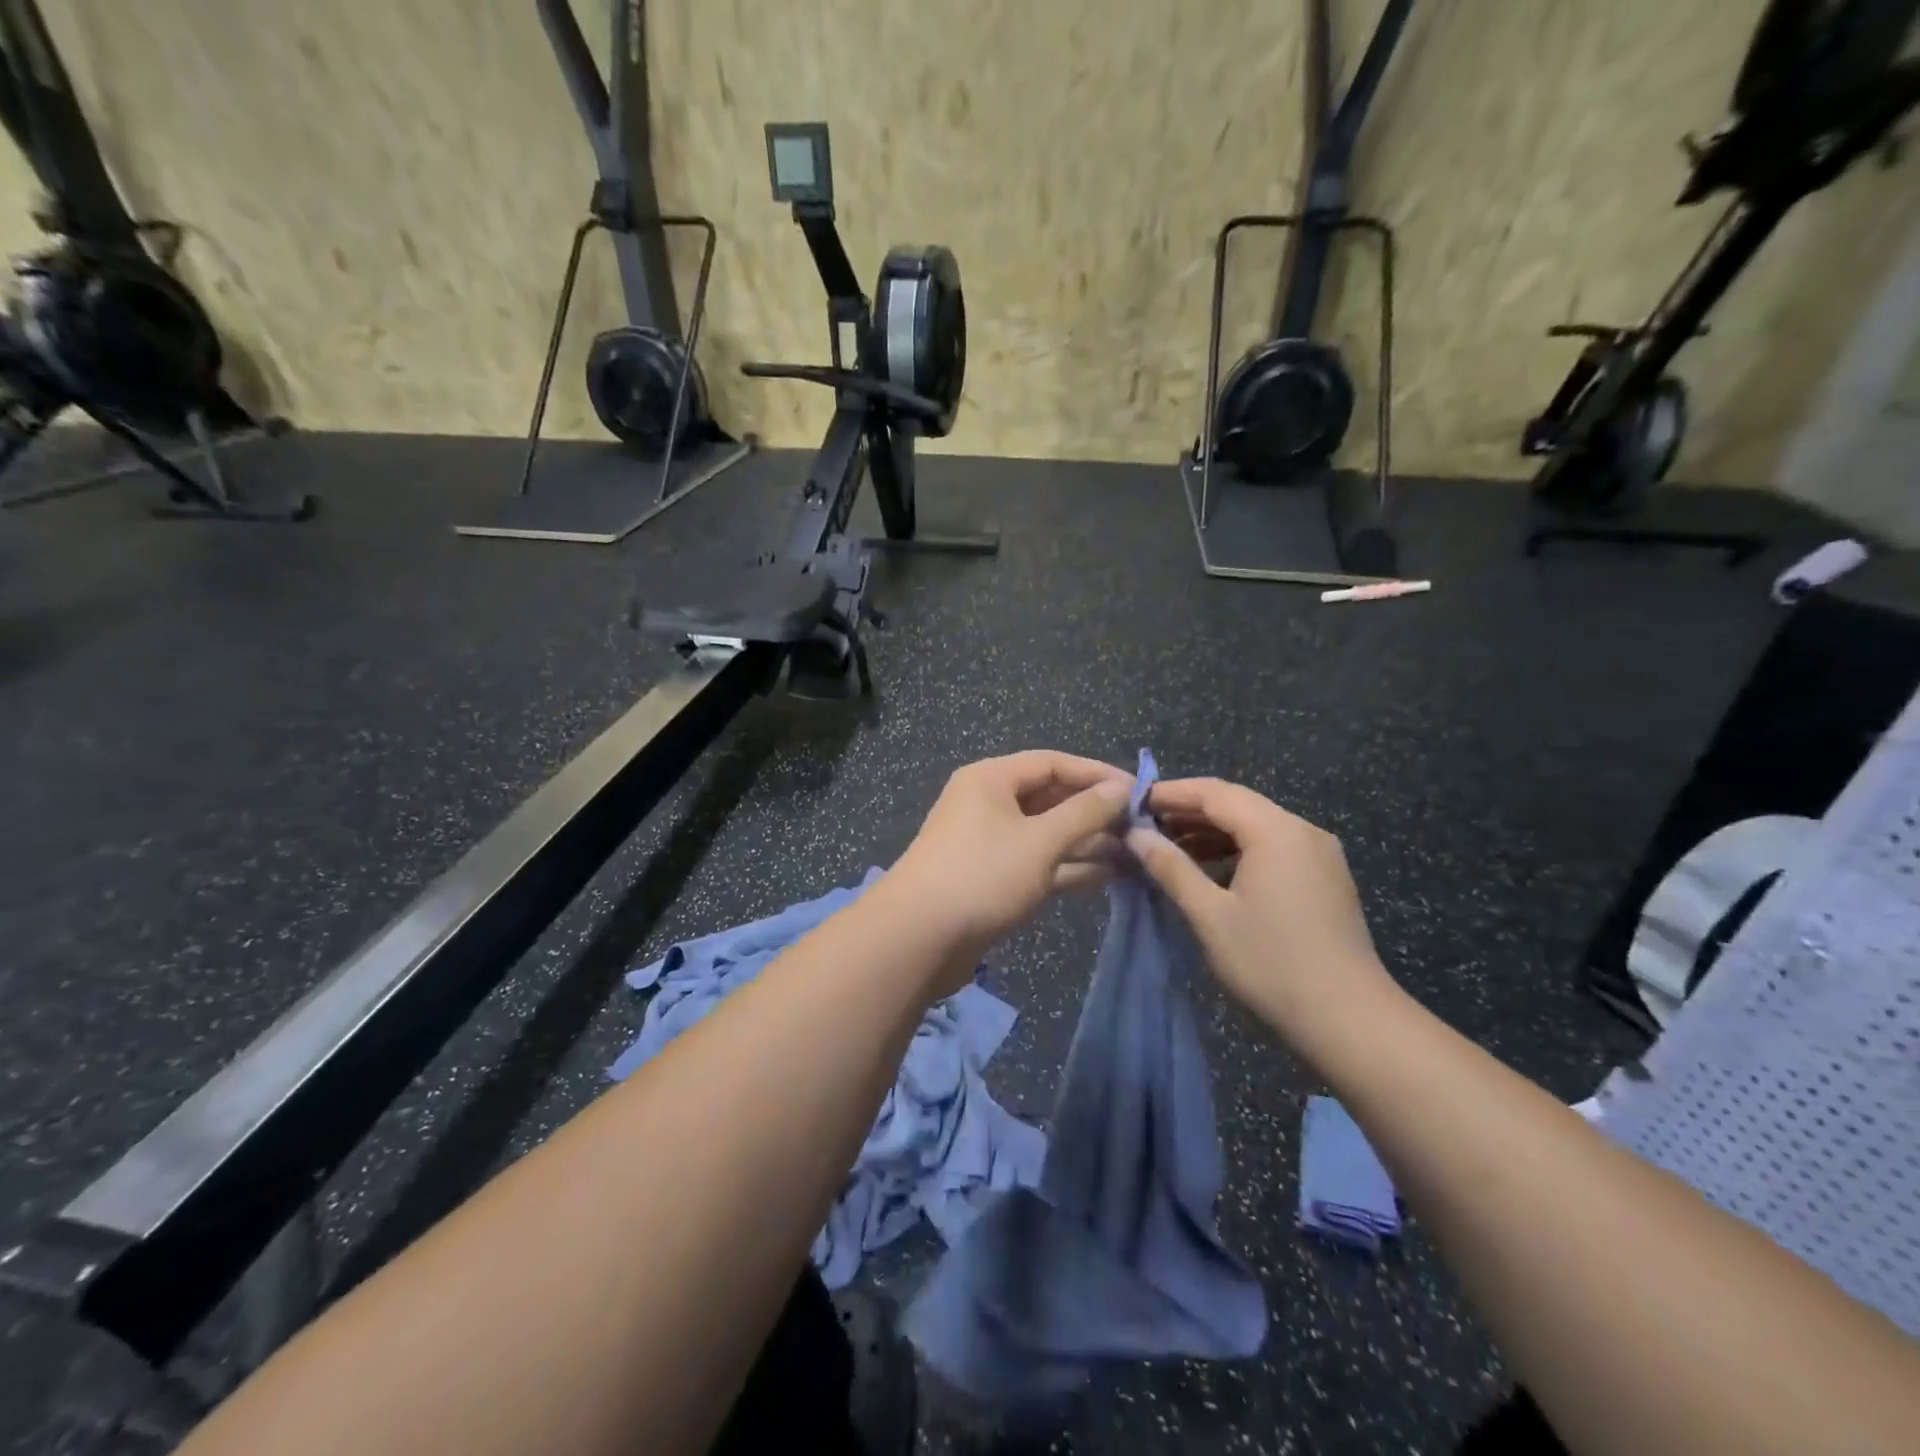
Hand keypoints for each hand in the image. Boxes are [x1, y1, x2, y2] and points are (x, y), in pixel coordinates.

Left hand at [887, 751, 1132, 975]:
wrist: (919, 938)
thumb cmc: (982, 875)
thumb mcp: (1040, 841)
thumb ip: (1084, 813)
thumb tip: (1121, 789)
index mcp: (991, 779)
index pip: (1052, 762)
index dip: (1096, 774)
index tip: (1139, 791)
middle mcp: (988, 803)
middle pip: (1049, 796)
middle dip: (1093, 811)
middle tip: (1140, 826)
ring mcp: (989, 842)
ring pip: (1046, 833)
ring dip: (1086, 842)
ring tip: (1135, 853)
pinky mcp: (992, 877)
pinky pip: (1037, 862)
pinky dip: (1068, 867)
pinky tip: (1109, 876)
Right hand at [1128, 777, 1393, 1048]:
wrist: (1349, 1018)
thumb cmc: (1271, 962)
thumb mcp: (1210, 915)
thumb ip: (1171, 868)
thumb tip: (1135, 835)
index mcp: (1275, 830)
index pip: (1214, 792)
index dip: (1171, 793)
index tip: (1133, 803)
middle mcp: (1301, 830)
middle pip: (1237, 803)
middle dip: (1189, 810)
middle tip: (1145, 825)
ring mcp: (1318, 853)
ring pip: (1256, 825)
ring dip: (1212, 831)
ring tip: (1170, 848)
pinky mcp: (1325, 876)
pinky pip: (1273, 845)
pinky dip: (1237, 849)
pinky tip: (1211, 869)